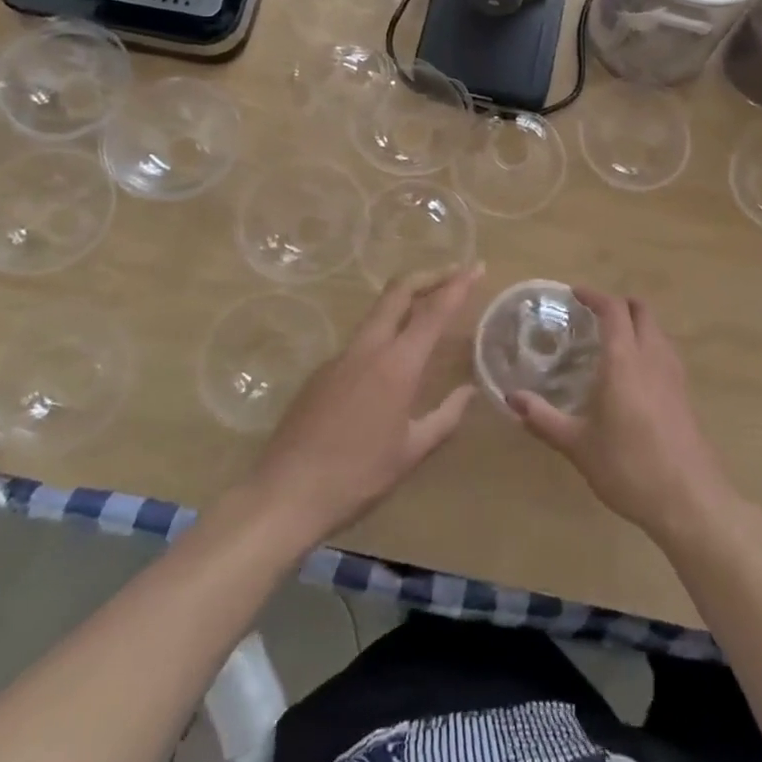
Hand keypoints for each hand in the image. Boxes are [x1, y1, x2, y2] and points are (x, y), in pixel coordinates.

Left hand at [246, 264, 481, 547]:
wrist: (285, 494)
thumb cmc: (357, 476)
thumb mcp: (411, 451)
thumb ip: (445, 417)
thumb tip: (469, 391)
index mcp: (396, 365)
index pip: (433, 311)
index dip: (457, 285)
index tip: (477, 267)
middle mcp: (368, 349)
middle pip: (398, 291)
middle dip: (429, 276)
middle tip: (454, 274)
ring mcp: (340, 357)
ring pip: (377, 312)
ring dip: (406, 301)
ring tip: (429, 310)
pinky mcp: (321, 372)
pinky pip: (361, 340)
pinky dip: (385, 331)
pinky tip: (393, 359)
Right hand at [509, 289, 737, 546]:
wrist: (689, 501)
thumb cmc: (628, 468)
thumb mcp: (578, 445)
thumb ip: (544, 419)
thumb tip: (512, 398)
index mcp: (624, 361)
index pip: (613, 310)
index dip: (594, 296)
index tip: (575, 294)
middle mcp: (652, 358)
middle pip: (642, 311)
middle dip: (619, 304)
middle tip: (593, 315)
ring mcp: (674, 375)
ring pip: (657, 330)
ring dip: (637, 323)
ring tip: (612, 341)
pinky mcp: (685, 394)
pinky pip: (666, 352)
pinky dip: (649, 345)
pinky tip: (634, 374)